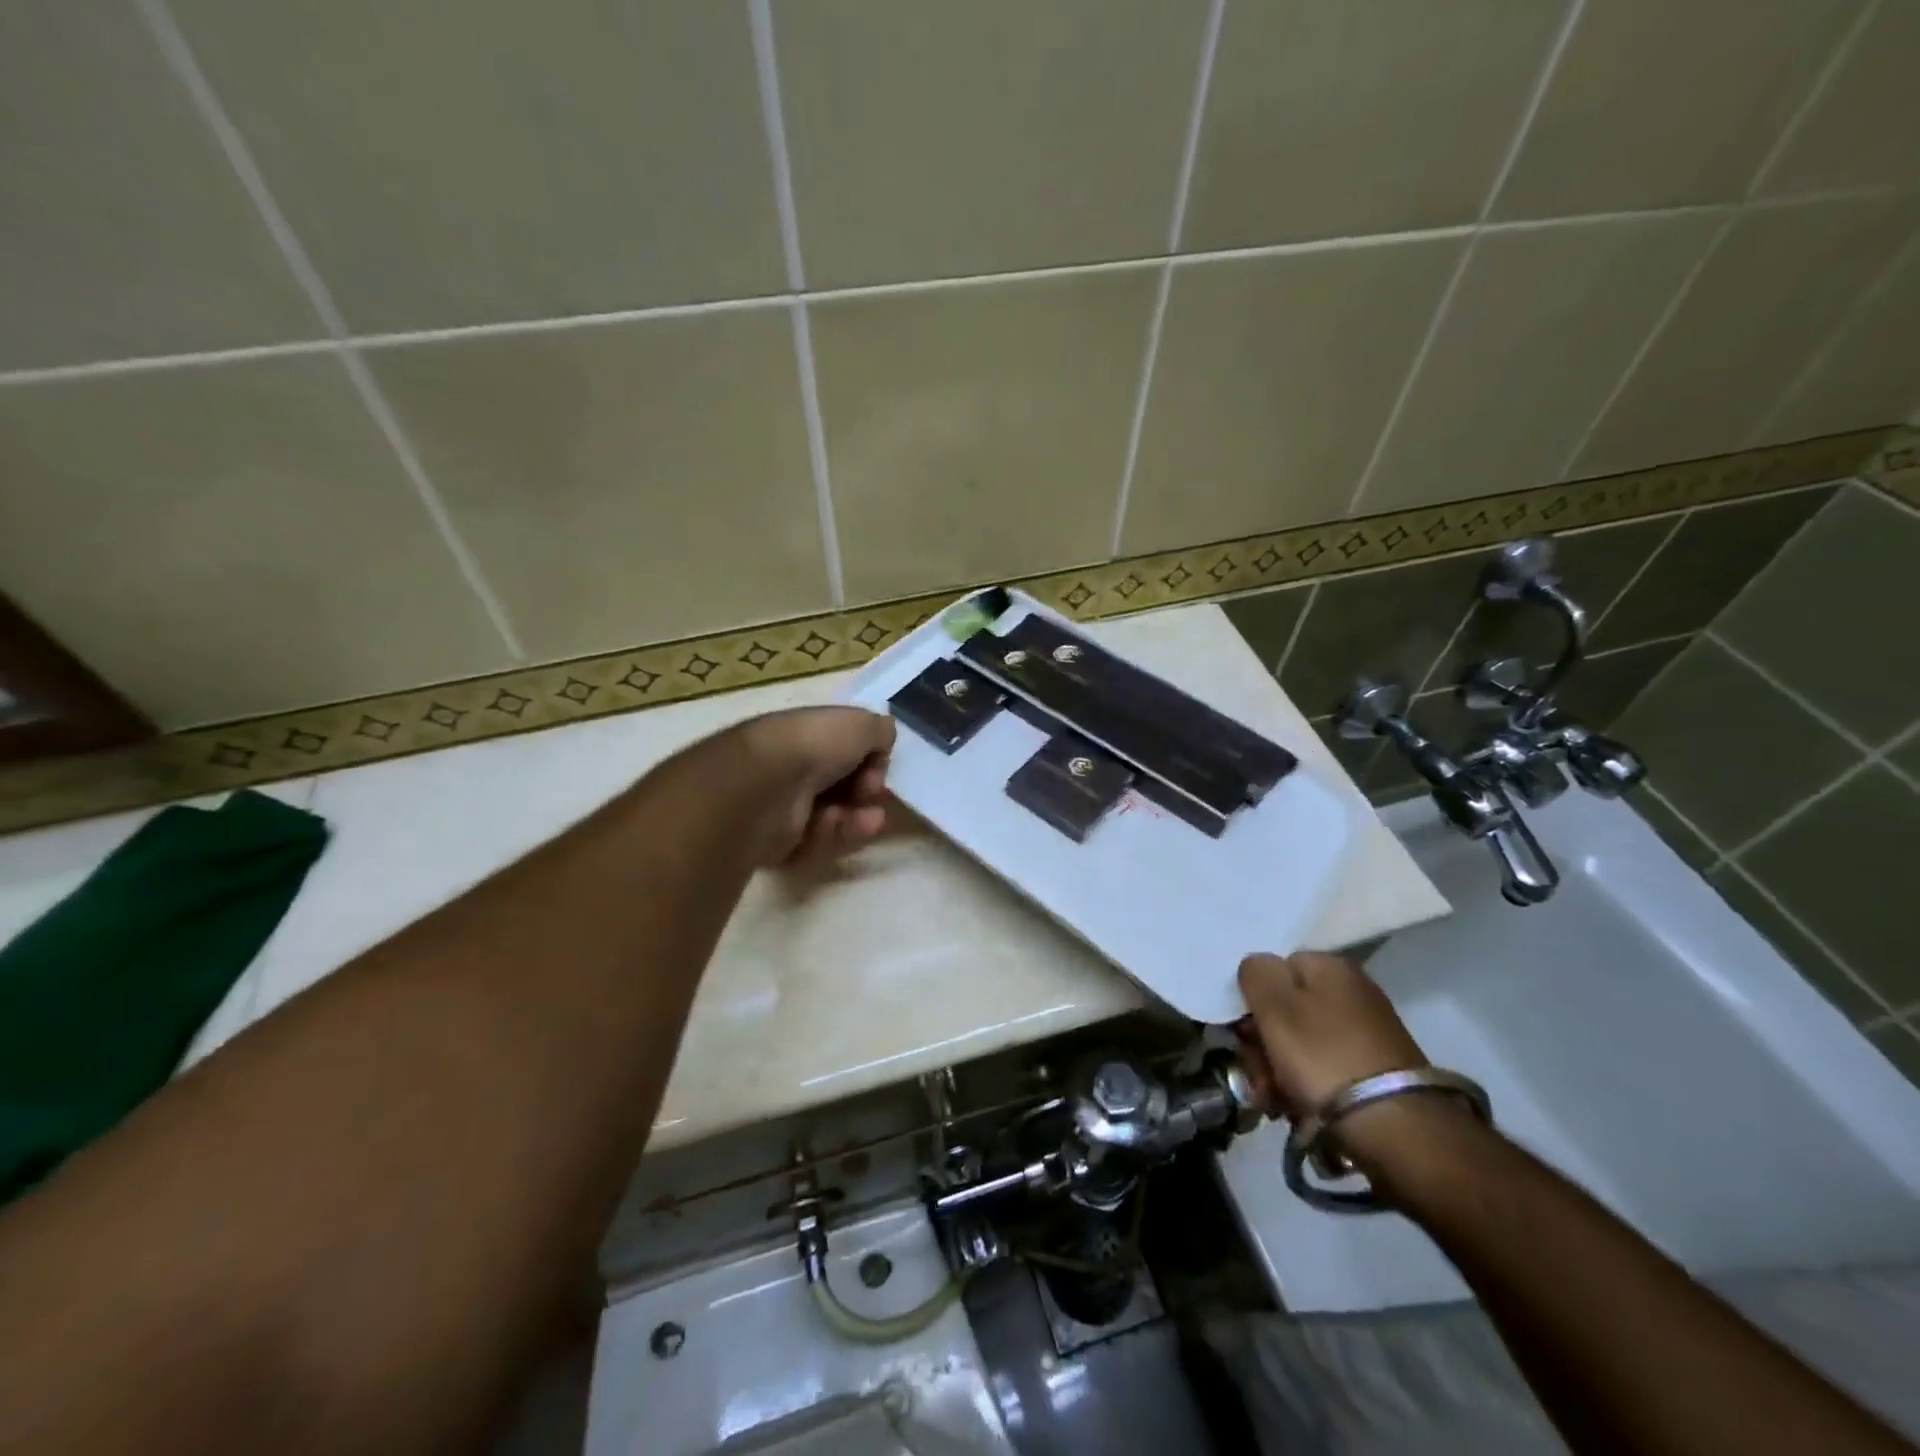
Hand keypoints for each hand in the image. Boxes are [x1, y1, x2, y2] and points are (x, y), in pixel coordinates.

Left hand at [737, 706, 895, 866]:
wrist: (766, 785)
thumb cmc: (814, 745)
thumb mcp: (859, 724)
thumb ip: (879, 730)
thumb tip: (882, 740)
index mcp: (808, 733)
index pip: (846, 747)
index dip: (870, 756)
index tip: (880, 761)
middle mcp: (795, 765)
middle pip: (843, 784)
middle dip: (867, 789)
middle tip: (873, 791)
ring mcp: (786, 804)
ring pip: (835, 815)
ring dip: (858, 817)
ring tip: (870, 819)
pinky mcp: (780, 840)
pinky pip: (818, 840)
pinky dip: (834, 833)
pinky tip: (840, 824)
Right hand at [1236, 951, 1427, 1118]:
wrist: (1395, 1127)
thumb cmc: (1323, 1056)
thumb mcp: (1275, 1006)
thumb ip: (1256, 973)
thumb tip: (1257, 969)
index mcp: (1330, 967)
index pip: (1274, 969)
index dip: (1252, 1000)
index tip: (1244, 1034)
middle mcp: (1352, 992)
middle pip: (1286, 1009)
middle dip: (1263, 1044)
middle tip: (1258, 1076)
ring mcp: (1367, 1033)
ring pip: (1301, 1043)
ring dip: (1278, 1070)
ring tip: (1274, 1101)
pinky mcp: (1375, 1071)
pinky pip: (1324, 1069)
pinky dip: (1306, 1087)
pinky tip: (1298, 1109)